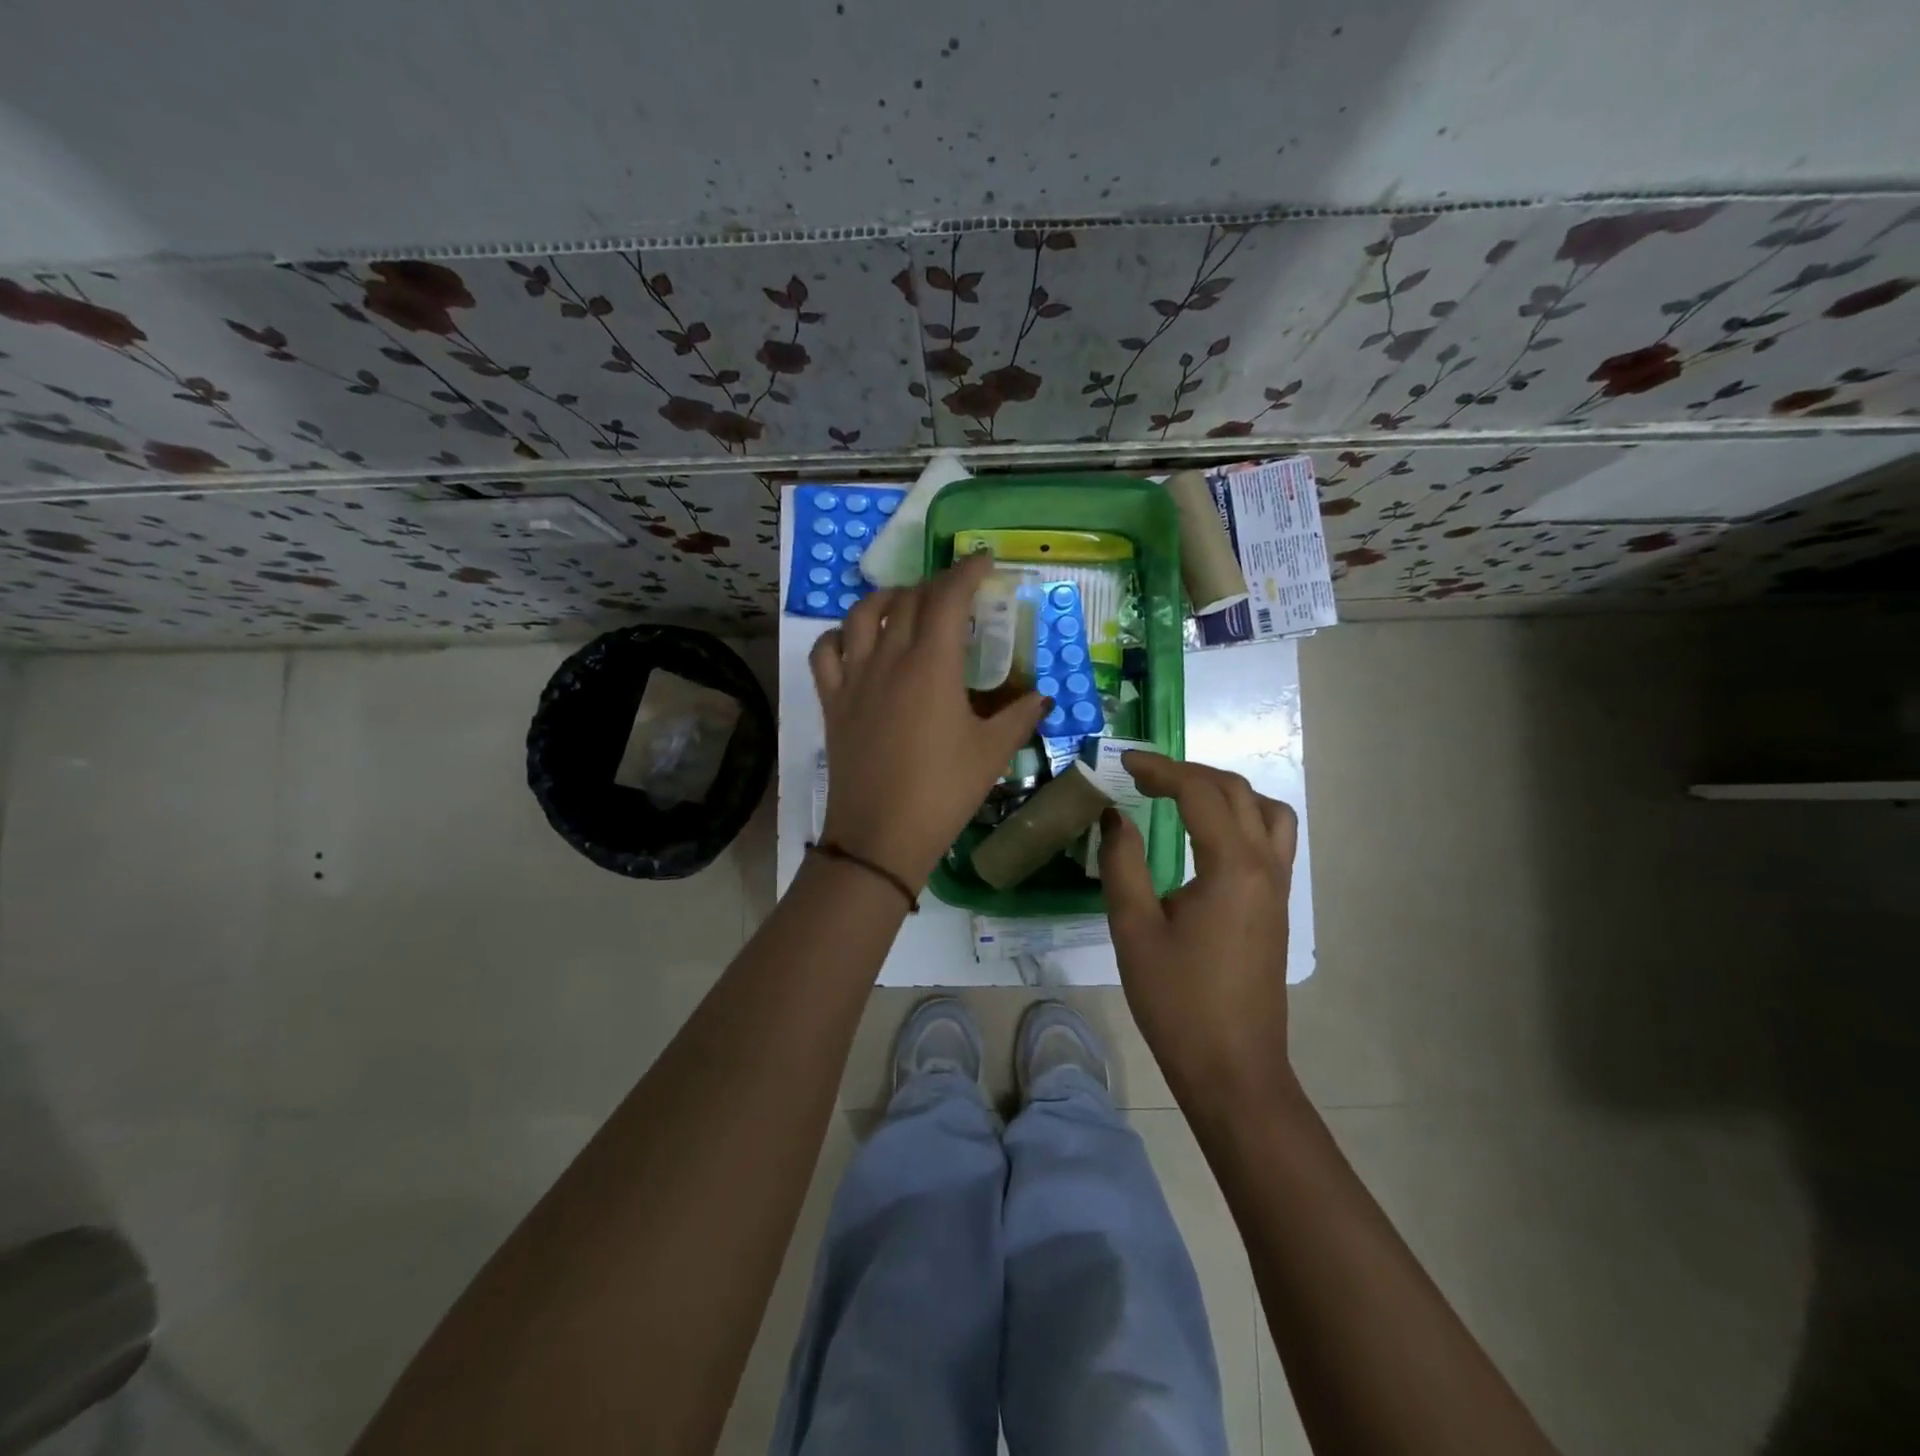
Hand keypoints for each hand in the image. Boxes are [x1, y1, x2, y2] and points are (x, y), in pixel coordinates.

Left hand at [811, 552, 1049, 888]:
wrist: (880, 836)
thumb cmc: (943, 791)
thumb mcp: (992, 753)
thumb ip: (1020, 716)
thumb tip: (1041, 698)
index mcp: (932, 664)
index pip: (948, 597)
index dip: (966, 572)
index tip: (983, 561)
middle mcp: (889, 658)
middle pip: (908, 600)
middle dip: (935, 585)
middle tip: (956, 593)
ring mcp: (854, 678)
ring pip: (862, 615)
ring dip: (887, 599)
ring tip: (905, 604)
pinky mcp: (832, 701)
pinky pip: (826, 652)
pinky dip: (840, 635)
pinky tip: (855, 641)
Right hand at [1099, 752, 1299, 1106]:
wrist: (1233, 1068)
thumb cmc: (1177, 1001)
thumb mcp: (1134, 929)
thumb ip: (1123, 863)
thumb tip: (1116, 818)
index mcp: (1231, 866)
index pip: (1199, 793)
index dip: (1160, 769)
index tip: (1124, 763)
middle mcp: (1265, 865)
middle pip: (1236, 791)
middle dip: (1189, 772)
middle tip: (1145, 776)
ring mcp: (1278, 886)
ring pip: (1266, 811)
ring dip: (1225, 791)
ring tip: (1183, 797)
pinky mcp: (1278, 906)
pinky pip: (1272, 838)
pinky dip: (1242, 817)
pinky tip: (1208, 837)